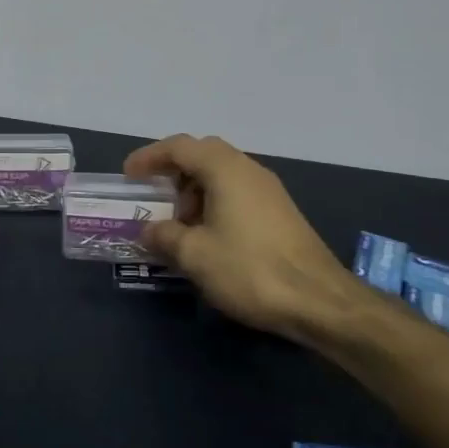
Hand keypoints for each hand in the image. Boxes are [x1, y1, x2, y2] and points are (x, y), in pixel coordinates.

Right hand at [123, 134, 349, 337]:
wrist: (319, 300)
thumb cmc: (249, 269)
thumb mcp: (195, 255)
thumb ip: (165, 236)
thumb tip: (150, 230)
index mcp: (225, 169)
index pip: (179, 147)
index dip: (150, 157)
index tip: (130, 175)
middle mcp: (248, 169)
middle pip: (203, 155)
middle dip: (174, 173)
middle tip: (157, 199)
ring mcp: (269, 190)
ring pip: (222, 175)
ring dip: (195, 192)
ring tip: (182, 227)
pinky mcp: (280, 212)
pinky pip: (238, 192)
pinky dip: (215, 204)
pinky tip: (210, 238)